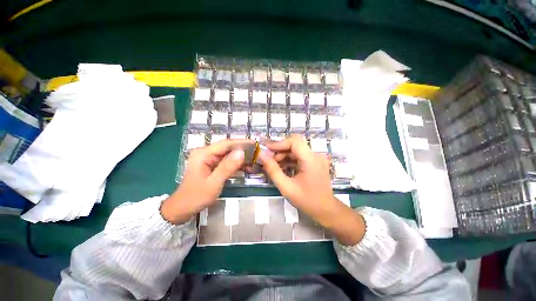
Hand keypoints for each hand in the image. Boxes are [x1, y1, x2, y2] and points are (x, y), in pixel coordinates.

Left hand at [161, 139, 250, 223]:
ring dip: (241, 157)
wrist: (182, 208)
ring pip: (228, 154)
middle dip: (243, 150)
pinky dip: (236, 164)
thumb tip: (242, 152)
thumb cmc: (196, 196)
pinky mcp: (211, 165)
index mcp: (203, 154)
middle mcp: (206, 153)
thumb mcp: (214, 183)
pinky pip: (226, 161)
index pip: (226, 143)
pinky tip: (246, 166)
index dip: (242, 142)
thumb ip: (227, 167)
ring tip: (254, 160)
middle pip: (228, 148)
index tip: (255, 143)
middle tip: (257, 153)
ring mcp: (208, 159)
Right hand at [258, 135, 364, 244]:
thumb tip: (262, 155)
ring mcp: (316, 159)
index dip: (280, 143)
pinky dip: (289, 160)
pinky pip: (300, 156)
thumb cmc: (307, 200)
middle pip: (295, 145)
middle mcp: (316, 155)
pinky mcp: (315, 163)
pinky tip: (282, 168)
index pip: (295, 141)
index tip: (267, 149)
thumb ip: (273, 170)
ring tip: (274, 166)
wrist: (326, 210)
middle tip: (268, 160)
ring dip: (284, 156)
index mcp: (311, 159)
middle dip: (280, 151)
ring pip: (296, 150)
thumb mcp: (286, 187)